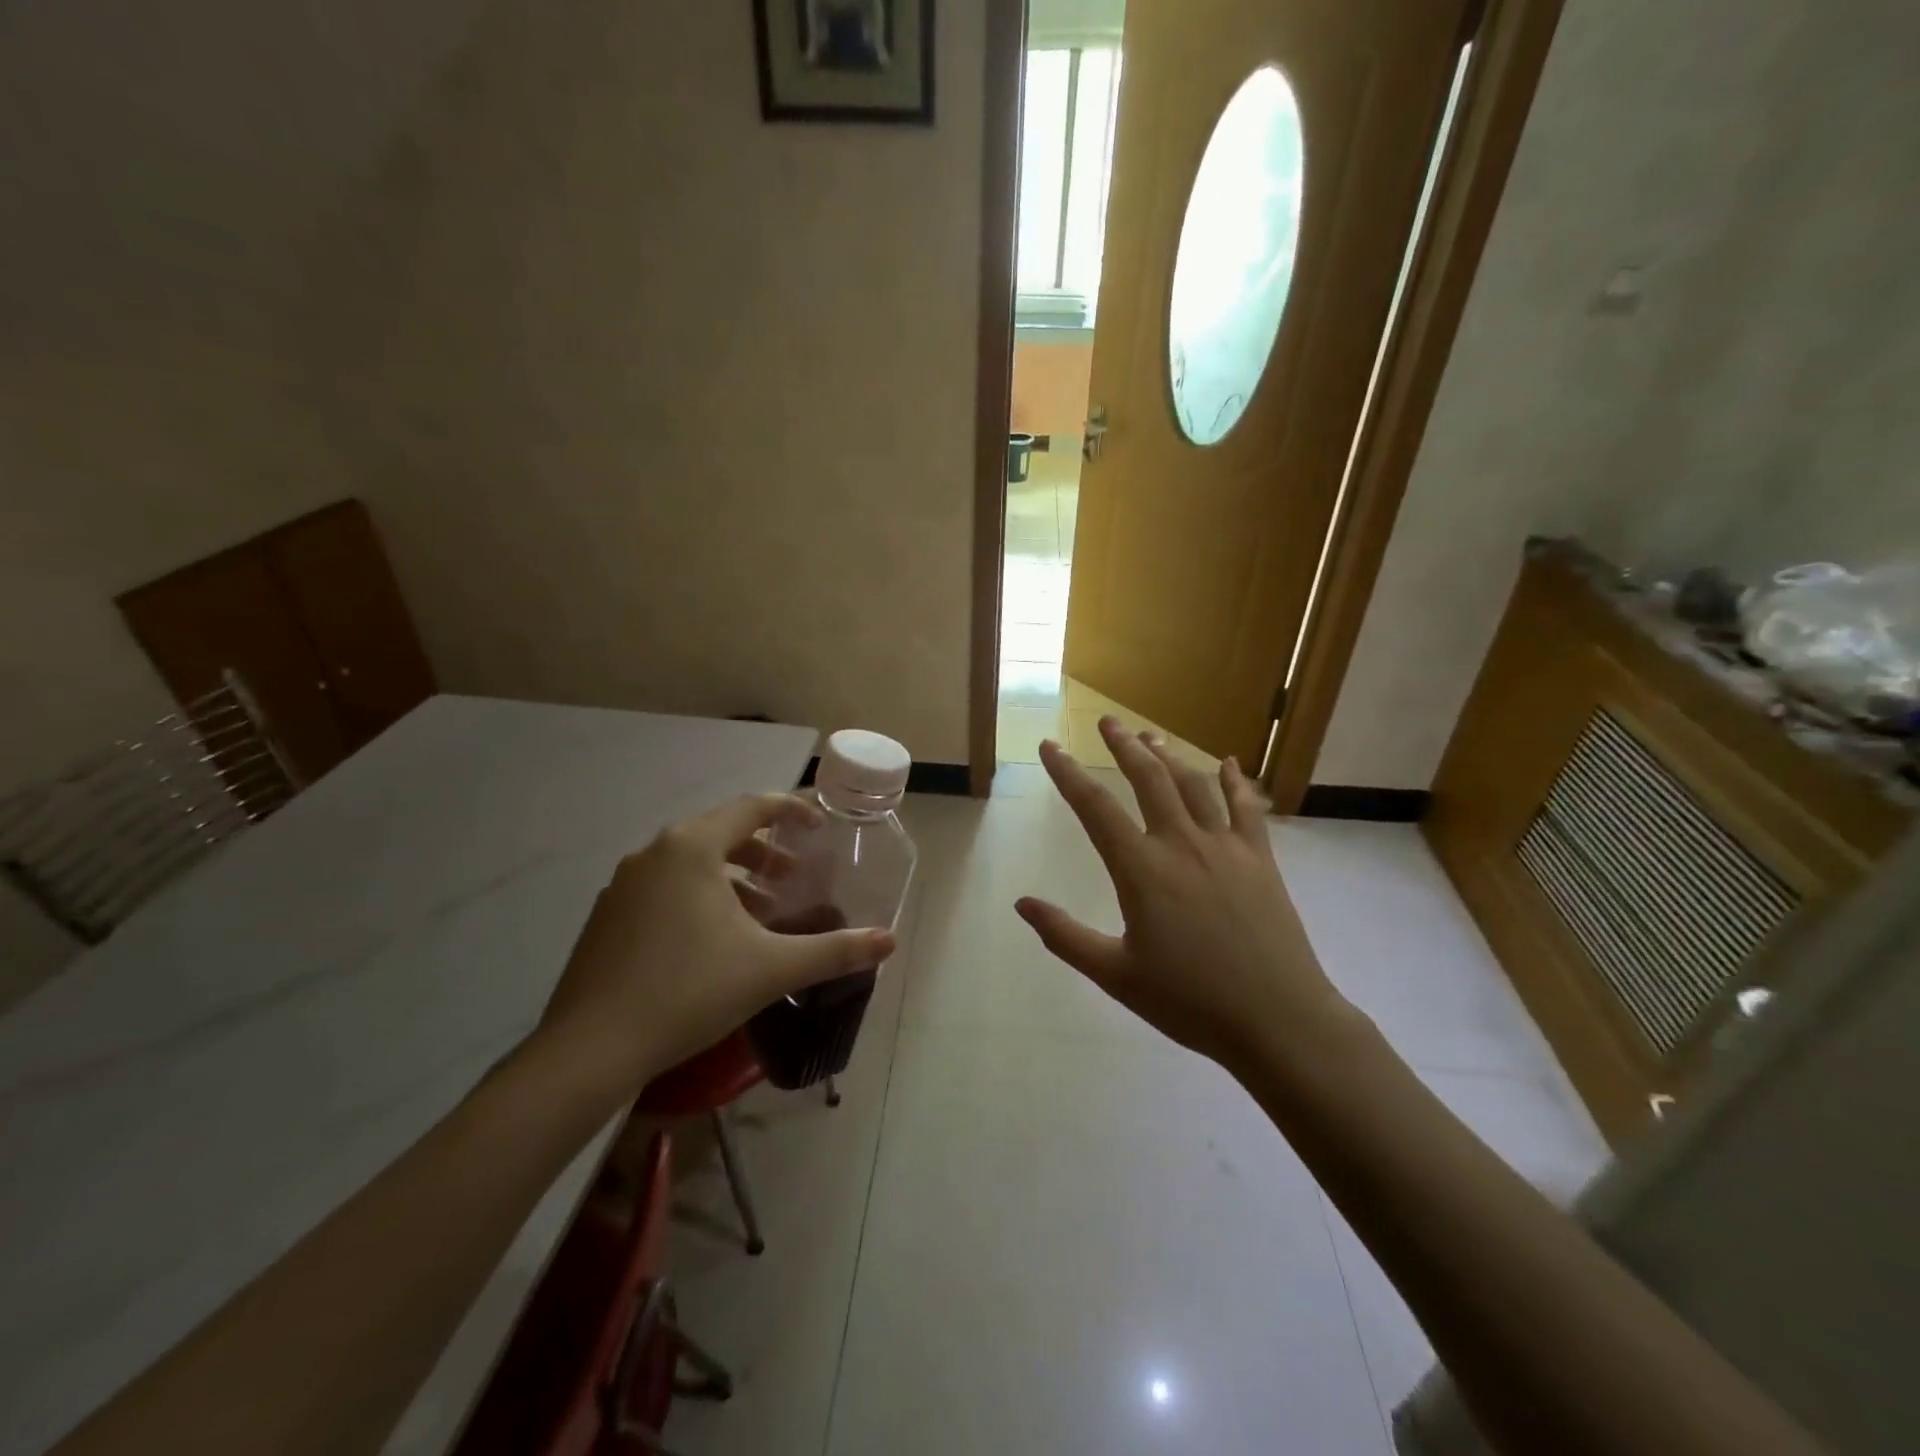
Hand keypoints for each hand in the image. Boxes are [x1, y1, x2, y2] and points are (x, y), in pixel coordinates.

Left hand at [532, 794, 894, 1104]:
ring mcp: (624, 884)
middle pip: (721, 833)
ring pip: (691, 863)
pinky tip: (713, 942)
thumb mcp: (771, 968)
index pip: (752, 807)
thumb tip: (889, 942)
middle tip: (793, 879)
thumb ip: (834, 951)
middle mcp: (654, 852)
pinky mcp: (606, 916)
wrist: (589, 1050)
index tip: (819, 826)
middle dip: (764, 853)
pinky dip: (698, 897)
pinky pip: (665, 888)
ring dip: (732, 878)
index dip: (791, 810)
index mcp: (692, 848)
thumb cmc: (689, 991)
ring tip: (761, 914)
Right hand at [1016, 718, 1361, 1074]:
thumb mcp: (1115, 975)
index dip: (1067, 773)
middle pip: (1148, 779)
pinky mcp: (1261, 859)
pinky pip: (1247, 807)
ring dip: (1169, 756)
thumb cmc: (1189, 1001)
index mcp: (1141, 870)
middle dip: (1123, 746)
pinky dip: (1235, 781)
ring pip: (1194, 785)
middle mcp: (1181, 844)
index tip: (1049, 746)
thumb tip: (1022, 903)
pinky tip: (1228, 764)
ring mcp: (1226, 847)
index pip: (1094, 808)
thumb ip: (1065, 936)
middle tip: (1107, 721)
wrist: (1278, 1019)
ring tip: (1150, 736)